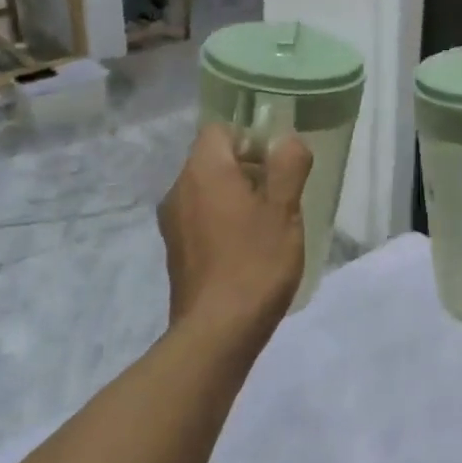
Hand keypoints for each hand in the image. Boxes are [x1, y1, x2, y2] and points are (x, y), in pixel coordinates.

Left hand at [158, 124, 313, 332]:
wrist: (217, 332)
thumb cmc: (255, 262)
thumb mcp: (284, 209)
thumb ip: (288, 165)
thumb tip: (287, 140)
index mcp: (203, 171)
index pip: (220, 130)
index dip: (251, 139)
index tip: (276, 165)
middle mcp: (179, 189)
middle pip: (214, 159)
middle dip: (248, 170)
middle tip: (280, 196)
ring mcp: (173, 222)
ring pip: (208, 190)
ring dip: (237, 197)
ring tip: (268, 226)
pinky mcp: (176, 251)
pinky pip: (201, 218)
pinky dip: (223, 221)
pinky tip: (248, 249)